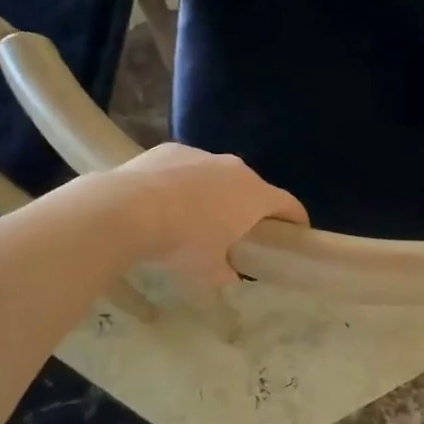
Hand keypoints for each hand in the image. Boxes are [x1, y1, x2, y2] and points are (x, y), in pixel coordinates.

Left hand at [111, 143, 307, 288]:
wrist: (127, 210)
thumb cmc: (182, 243)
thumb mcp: (209, 272)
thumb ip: (227, 273)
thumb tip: (228, 273)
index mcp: (254, 195)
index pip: (289, 205)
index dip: (296, 222)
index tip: (295, 235)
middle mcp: (234, 168)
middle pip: (253, 188)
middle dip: (250, 210)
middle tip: (239, 234)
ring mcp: (202, 154)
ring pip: (218, 175)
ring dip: (215, 194)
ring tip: (195, 219)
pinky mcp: (171, 150)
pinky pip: (188, 169)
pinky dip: (184, 184)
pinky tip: (164, 204)